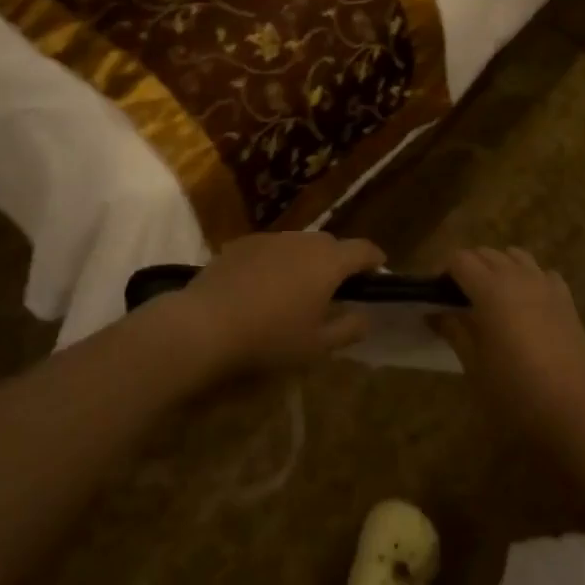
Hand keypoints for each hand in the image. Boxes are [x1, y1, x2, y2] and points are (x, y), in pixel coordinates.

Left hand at [162, 232, 381, 378]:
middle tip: (336, 289)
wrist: (205, 325)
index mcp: (328, 262)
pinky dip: (277, 262)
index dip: (375, 260)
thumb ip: (348, 328)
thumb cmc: (270, 338)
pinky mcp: (241, 243)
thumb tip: (365, 315)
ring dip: (306, 261)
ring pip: (299, 244)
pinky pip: (271, 249)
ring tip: (297, 289)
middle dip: (338, 262)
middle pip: (330, 245)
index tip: (379, 271)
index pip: (363, 250)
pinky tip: (263, 288)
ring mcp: (270, 238)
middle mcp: (302, 240)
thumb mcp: (317, 346)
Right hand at [432, 248, 584, 445]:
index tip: (436, 294)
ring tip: (492, 296)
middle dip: (468, 267)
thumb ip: (454, 330)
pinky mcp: (567, 300)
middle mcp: (517, 277)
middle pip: (486, 253)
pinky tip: (527, 304)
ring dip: (499, 267)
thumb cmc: (514, 392)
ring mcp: (546, 285)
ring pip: (516, 256)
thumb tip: (435, 313)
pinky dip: (529, 278)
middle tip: (458, 299)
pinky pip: (543, 274)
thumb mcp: (474, 365)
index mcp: (490, 289)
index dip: (443, 271)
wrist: (574, 413)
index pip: (459, 259)